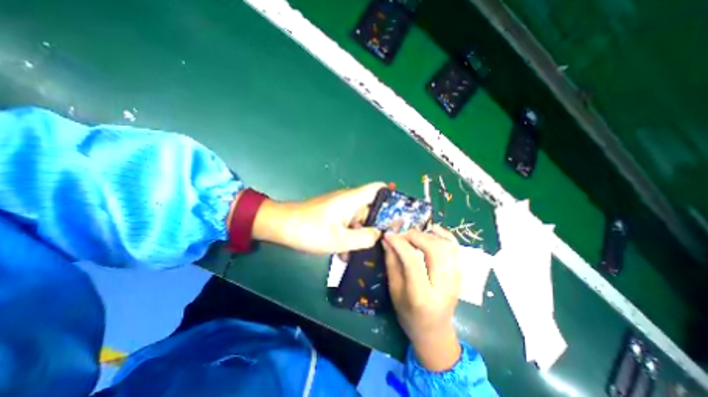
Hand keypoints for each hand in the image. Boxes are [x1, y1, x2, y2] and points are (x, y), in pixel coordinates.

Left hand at [248, 183, 382, 253]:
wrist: (282, 226)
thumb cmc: (310, 230)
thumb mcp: (340, 239)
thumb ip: (364, 238)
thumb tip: (380, 235)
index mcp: (353, 199)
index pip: (378, 188)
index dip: (391, 195)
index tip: (400, 213)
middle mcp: (349, 201)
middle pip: (372, 207)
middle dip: (379, 224)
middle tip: (388, 241)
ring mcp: (341, 209)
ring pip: (360, 219)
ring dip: (363, 234)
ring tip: (368, 253)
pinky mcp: (333, 216)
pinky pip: (348, 224)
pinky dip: (351, 236)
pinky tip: (347, 253)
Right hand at [382, 226, 466, 371]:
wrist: (435, 331)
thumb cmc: (409, 315)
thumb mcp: (394, 291)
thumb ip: (391, 263)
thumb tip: (387, 240)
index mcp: (423, 296)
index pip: (413, 261)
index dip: (399, 243)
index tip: (388, 235)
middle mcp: (444, 286)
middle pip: (435, 250)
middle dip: (415, 236)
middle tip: (401, 235)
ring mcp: (456, 279)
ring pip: (447, 246)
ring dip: (428, 234)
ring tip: (413, 235)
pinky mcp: (461, 274)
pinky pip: (456, 248)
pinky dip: (444, 235)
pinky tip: (431, 231)